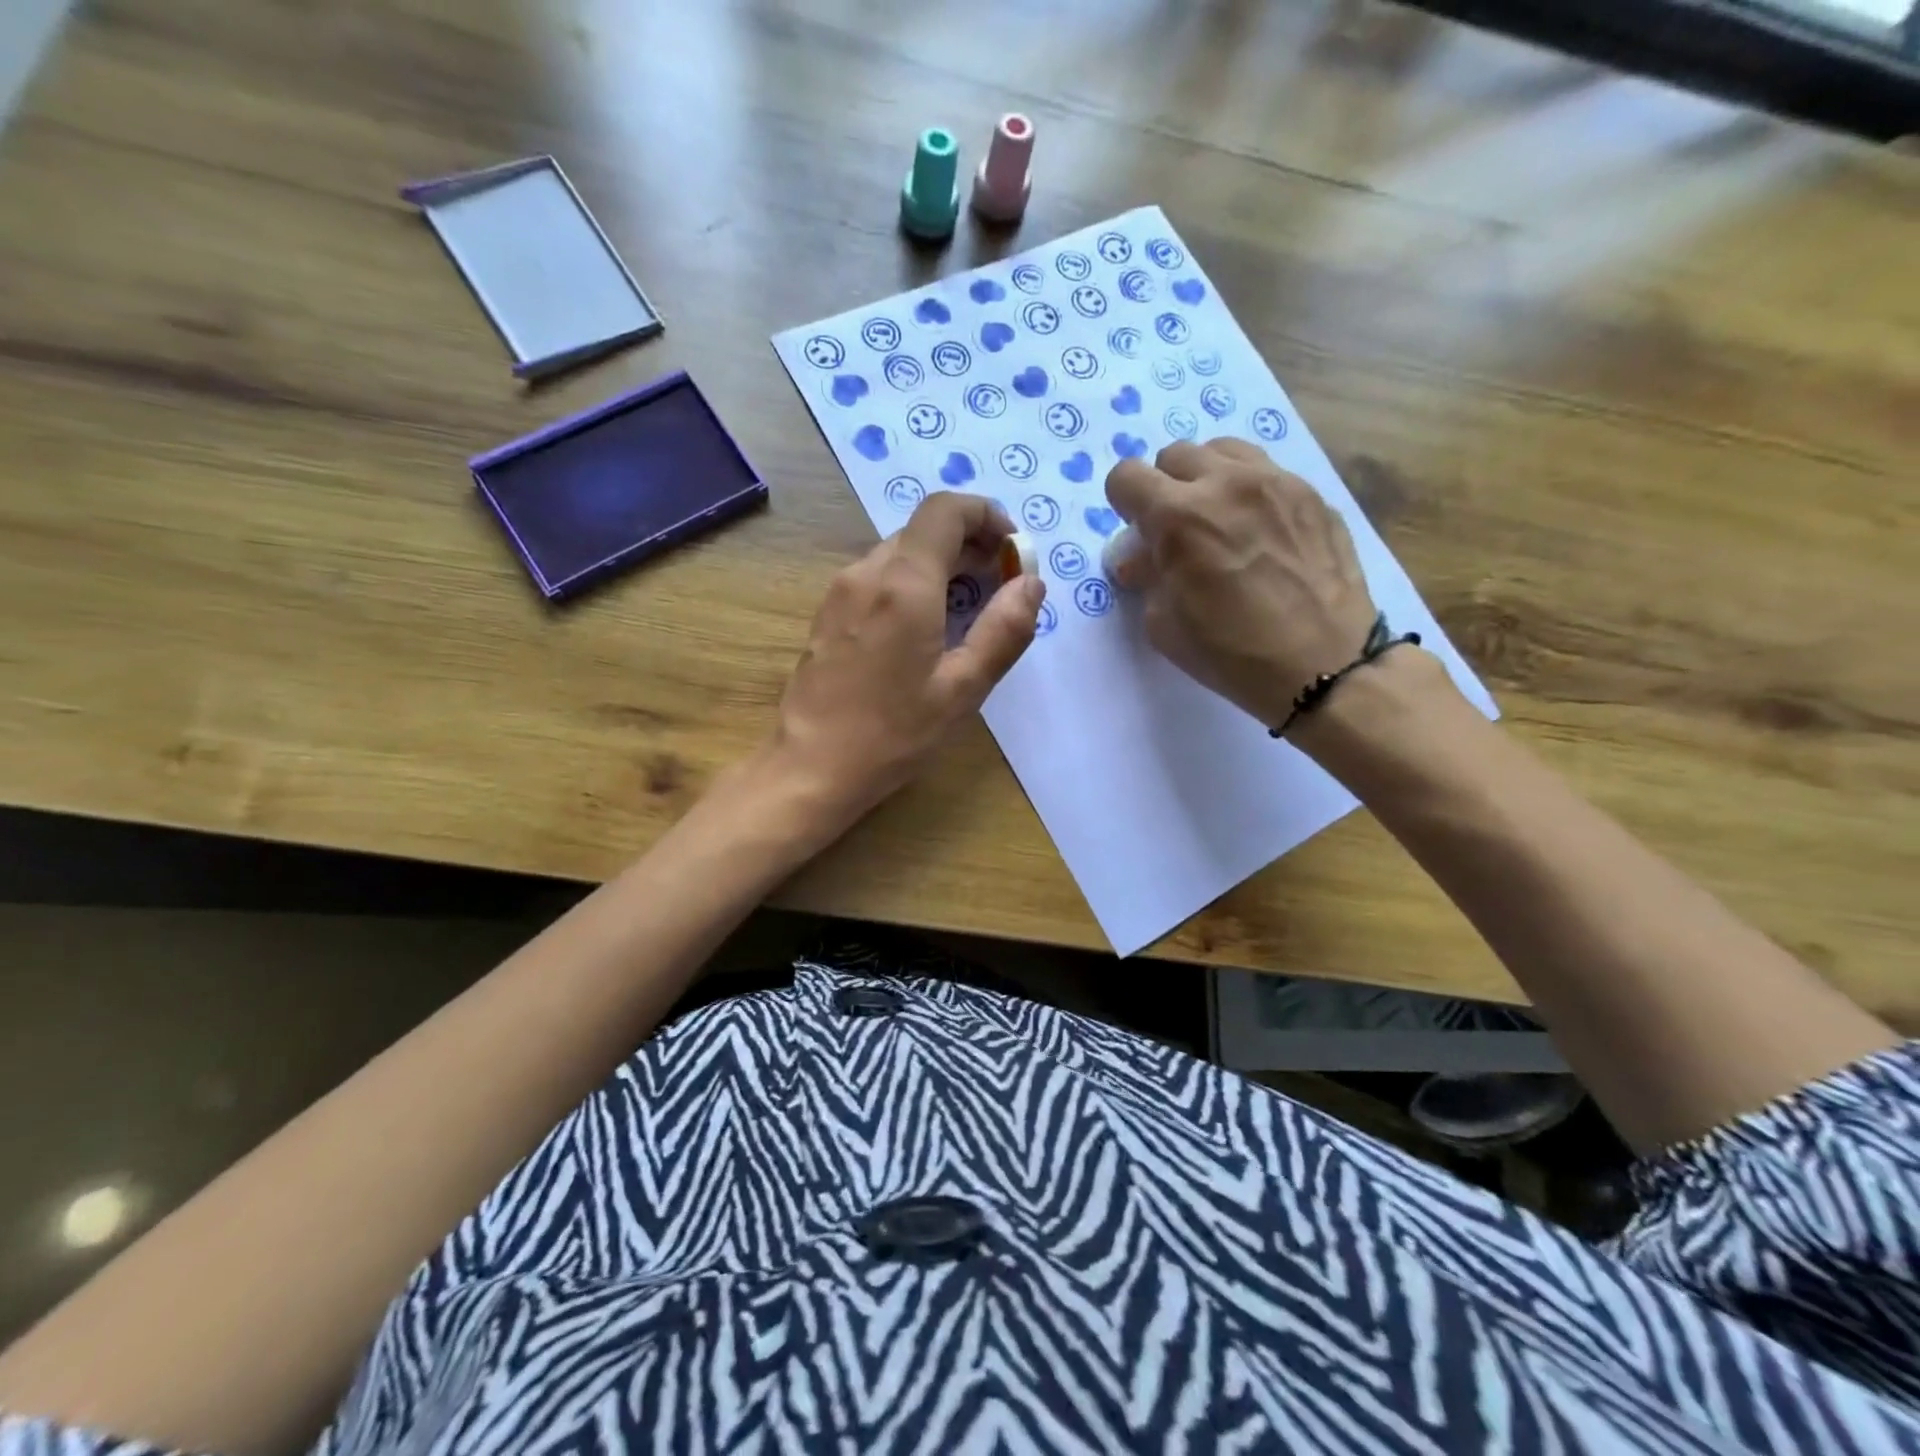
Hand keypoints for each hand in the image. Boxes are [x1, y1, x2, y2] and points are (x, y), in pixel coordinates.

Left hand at [769, 492, 1044, 828]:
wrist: (811, 767)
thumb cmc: (893, 733)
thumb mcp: (963, 689)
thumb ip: (1004, 630)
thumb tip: (1031, 583)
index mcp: (904, 584)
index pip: (945, 510)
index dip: (985, 515)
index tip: (1011, 549)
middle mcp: (867, 573)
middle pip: (923, 530)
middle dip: (969, 544)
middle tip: (1000, 584)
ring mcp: (840, 592)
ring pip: (899, 553)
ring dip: (940, 565)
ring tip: (968, 608)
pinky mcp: (828, 614)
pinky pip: (878, 578)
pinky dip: (911, 583)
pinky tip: (925, 627)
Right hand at [1105, 439, 1377, 727]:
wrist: (1322, 666)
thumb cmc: (1230, 654)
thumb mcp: (1164, 625)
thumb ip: (1147, 577)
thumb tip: (1141, 558)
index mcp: (1178, 517)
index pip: (1126, 476)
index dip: (1124, 504)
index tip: (1138, 532)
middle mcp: (1224, 484)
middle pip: (1174, 456)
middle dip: (1164, 489)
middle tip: (1177, 531)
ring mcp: (1275, 482)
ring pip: (1222, 451)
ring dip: (1207, 479)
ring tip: (1218, 520)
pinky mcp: (1312, 493)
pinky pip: (1266, 472)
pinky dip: (1249, 493)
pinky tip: (1261, 534)